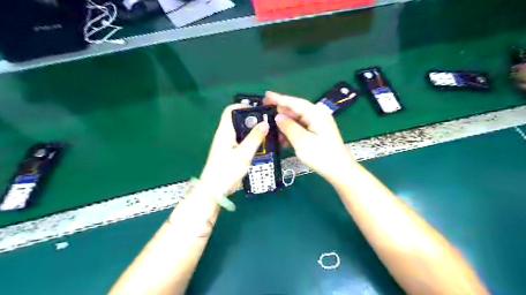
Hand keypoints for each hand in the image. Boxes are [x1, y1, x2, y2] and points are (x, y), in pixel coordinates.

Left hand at [200, 105, 267, 196]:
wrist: (214, 191)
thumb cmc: (227, 170)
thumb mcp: (244, 154)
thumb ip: (255, 138)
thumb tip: (265, 123)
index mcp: (224, 131)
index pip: (231, 110)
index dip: (243, 106)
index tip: (259, 110)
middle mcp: (225, 136)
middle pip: (239, 121)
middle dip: (253, 120)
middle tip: (269, 123)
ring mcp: (227, 145)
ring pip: (242, 133)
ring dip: (254, 132)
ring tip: (269, 134)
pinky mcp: (231, 154)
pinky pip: (243, 143)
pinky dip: (252, 142)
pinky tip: (263, 147)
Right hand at [266, 92, 354, 181]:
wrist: (338, 170)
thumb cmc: (321, 155)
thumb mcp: (302, 141)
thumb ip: (289, 127)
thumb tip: (278, 117)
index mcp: (316, 114)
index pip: (295, 103)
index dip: (279, 98)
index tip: (266, 95)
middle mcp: (317, 116)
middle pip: (296, 110)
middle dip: (281, 111)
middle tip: (265, 111)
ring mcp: (317, 125)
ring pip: (297, 120)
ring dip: (284, 123)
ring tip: (271, 127)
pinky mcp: (316, 134)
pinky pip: (300, 128)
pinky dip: (291, 131)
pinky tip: (282, 137)